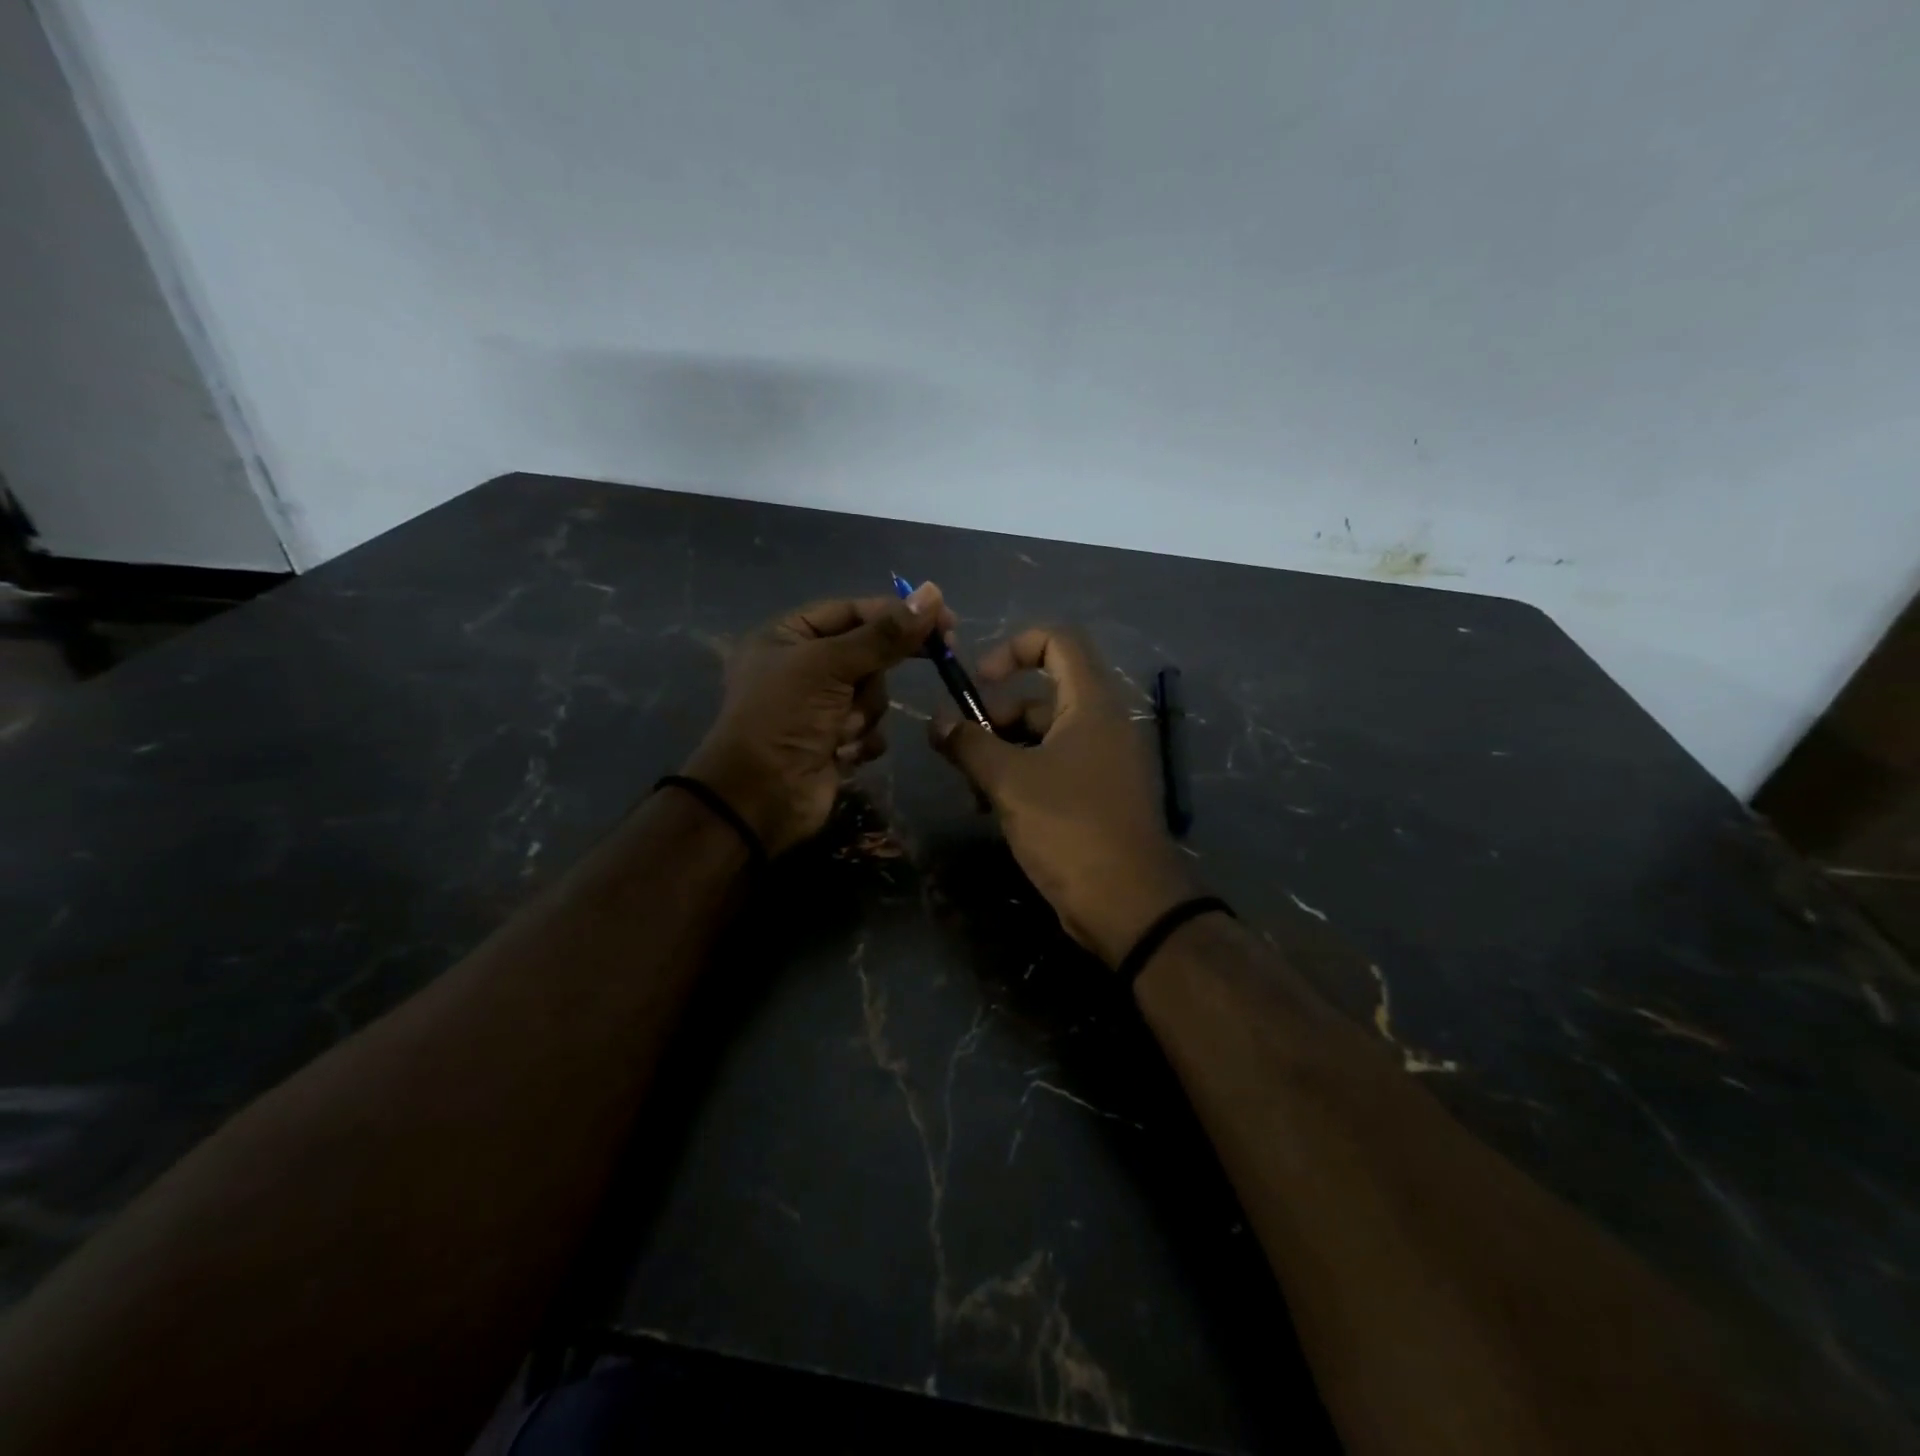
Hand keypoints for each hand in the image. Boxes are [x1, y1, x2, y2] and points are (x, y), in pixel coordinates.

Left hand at [685, 584, 954, 854]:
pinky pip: (870, 729)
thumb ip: (884, 634)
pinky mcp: (834, 741)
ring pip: (873, 694)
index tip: (943, 619)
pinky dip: (862, 740)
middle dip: (875, 673)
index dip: (896, 613)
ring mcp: (819, 707)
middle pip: (868, 653)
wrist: (760, 797)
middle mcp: (803, 667)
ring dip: (863, 713)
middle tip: (941, 655)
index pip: (852, 612)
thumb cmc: (784, 717)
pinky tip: (842, 753)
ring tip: (839, 730)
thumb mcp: (830, 665)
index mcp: (787, 636)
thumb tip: (932, 593)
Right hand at [930, 626, 1198, 966]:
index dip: (1013, 648)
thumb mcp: (1009, 781)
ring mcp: (1102, 762)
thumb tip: (937, 723)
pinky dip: (1022, 778)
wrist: (1128, 903)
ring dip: (1002, 754)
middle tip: (963, 751)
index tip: (978, 682)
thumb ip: (969, 744)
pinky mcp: (1097, 796)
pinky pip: (1054, 768)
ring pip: (1042, 737)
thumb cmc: (1069, 827)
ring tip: (972, 789)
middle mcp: (1102, 723)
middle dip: (996, 717)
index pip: (1058, 641)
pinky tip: (992, 810)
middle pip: (1041, 695)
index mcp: (1091, 703)